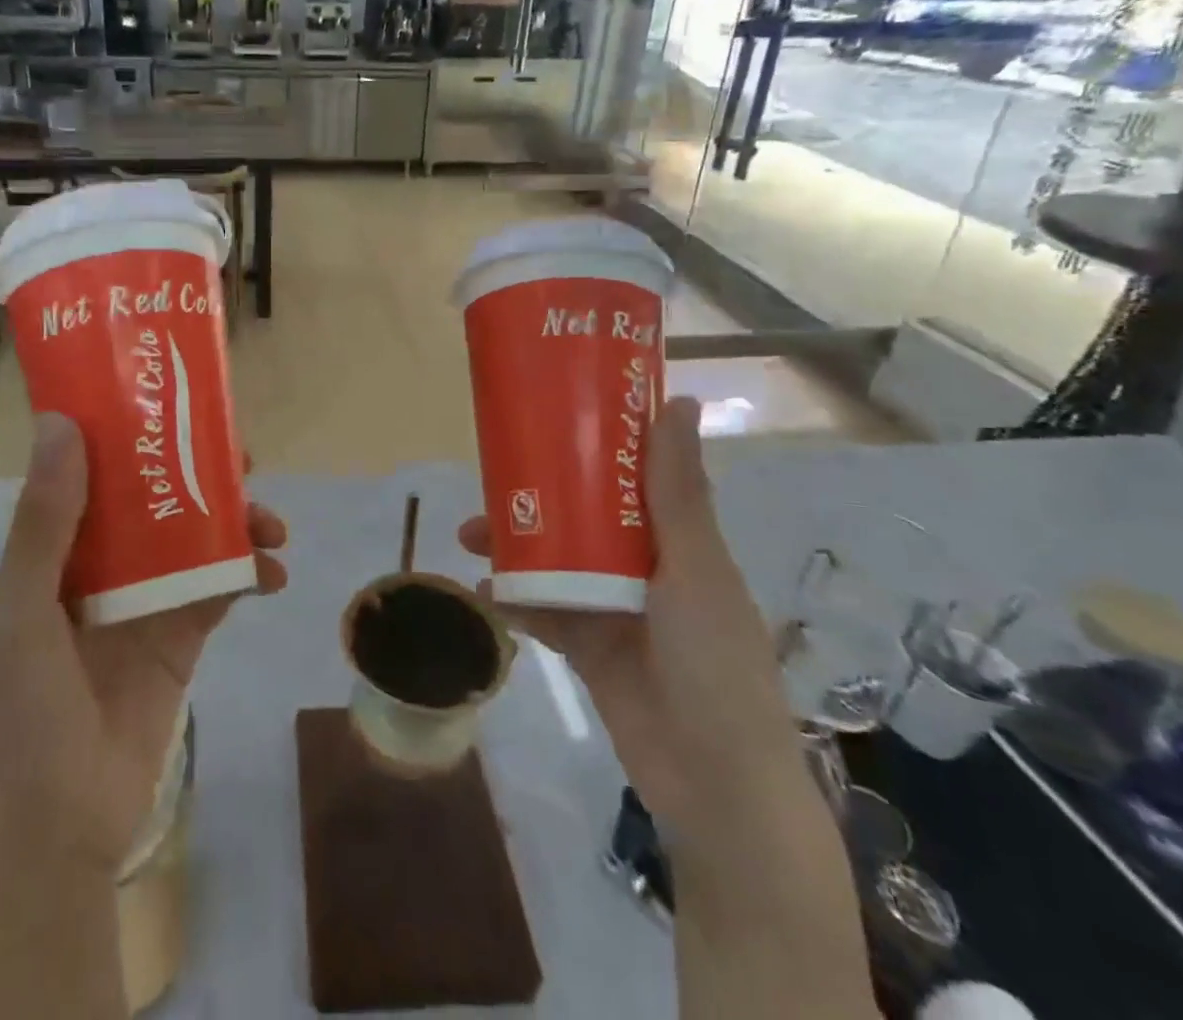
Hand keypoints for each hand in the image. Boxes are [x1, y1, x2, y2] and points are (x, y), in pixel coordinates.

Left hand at [0, 413, 287, 871]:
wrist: (59, 826)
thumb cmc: (27, 711)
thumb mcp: (24, 608)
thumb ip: (47, 520)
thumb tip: (64, 422)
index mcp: (58, 550)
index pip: (98, 474)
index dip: (136, 437)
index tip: (177, 410)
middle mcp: (103, 564)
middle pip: (159, 499)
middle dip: (202, 475)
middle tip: (244, 459)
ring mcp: (147, 599)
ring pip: (198, 538)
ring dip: (238, 523)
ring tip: (273, 525)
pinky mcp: (182, 636)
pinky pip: (221, 588)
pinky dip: (250, 574)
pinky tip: (273, 574)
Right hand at [459, 396, 798, 828]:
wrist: (713, 781)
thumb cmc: (713, 660)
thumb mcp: (695, 566)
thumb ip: (676, 491)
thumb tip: (679, 400)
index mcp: (677, 540)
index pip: (633, 477)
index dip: (596, 444)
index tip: (552, 415)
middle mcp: (643, 567)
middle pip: (581, 516)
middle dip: (537, 497)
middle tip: (490, 477)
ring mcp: (611, 607)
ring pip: (554, 560)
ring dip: (515, 546)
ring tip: (469, 535)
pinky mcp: (586, 646)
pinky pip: (542, 611)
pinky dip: (514, 598)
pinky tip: (484, 589)